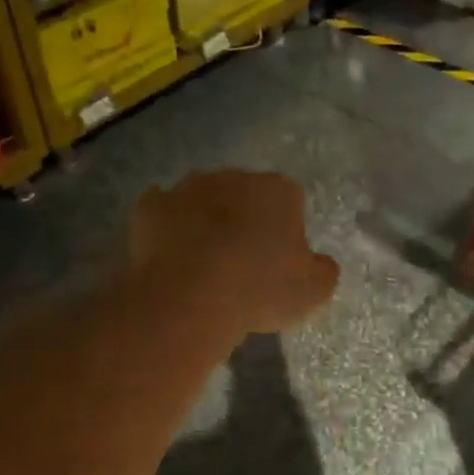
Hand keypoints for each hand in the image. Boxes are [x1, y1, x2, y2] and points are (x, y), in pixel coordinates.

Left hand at [131, 170, 339, 333]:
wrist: (188, 296)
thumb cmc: (259, 289)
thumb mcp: (314, 290)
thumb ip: (323, 269)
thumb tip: (318, 262)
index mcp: (278, 190)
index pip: (290, 200)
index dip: (285, 230)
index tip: (278, 261)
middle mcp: (233, 177)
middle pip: (244, 195)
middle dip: (244, 219)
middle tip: (241, 262)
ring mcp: (187, 188)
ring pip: (202, 199)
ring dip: (205, 221)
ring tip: (202, 262)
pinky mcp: (150, 206)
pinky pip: (162, 212)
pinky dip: (167, 227)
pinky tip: (170, 254)